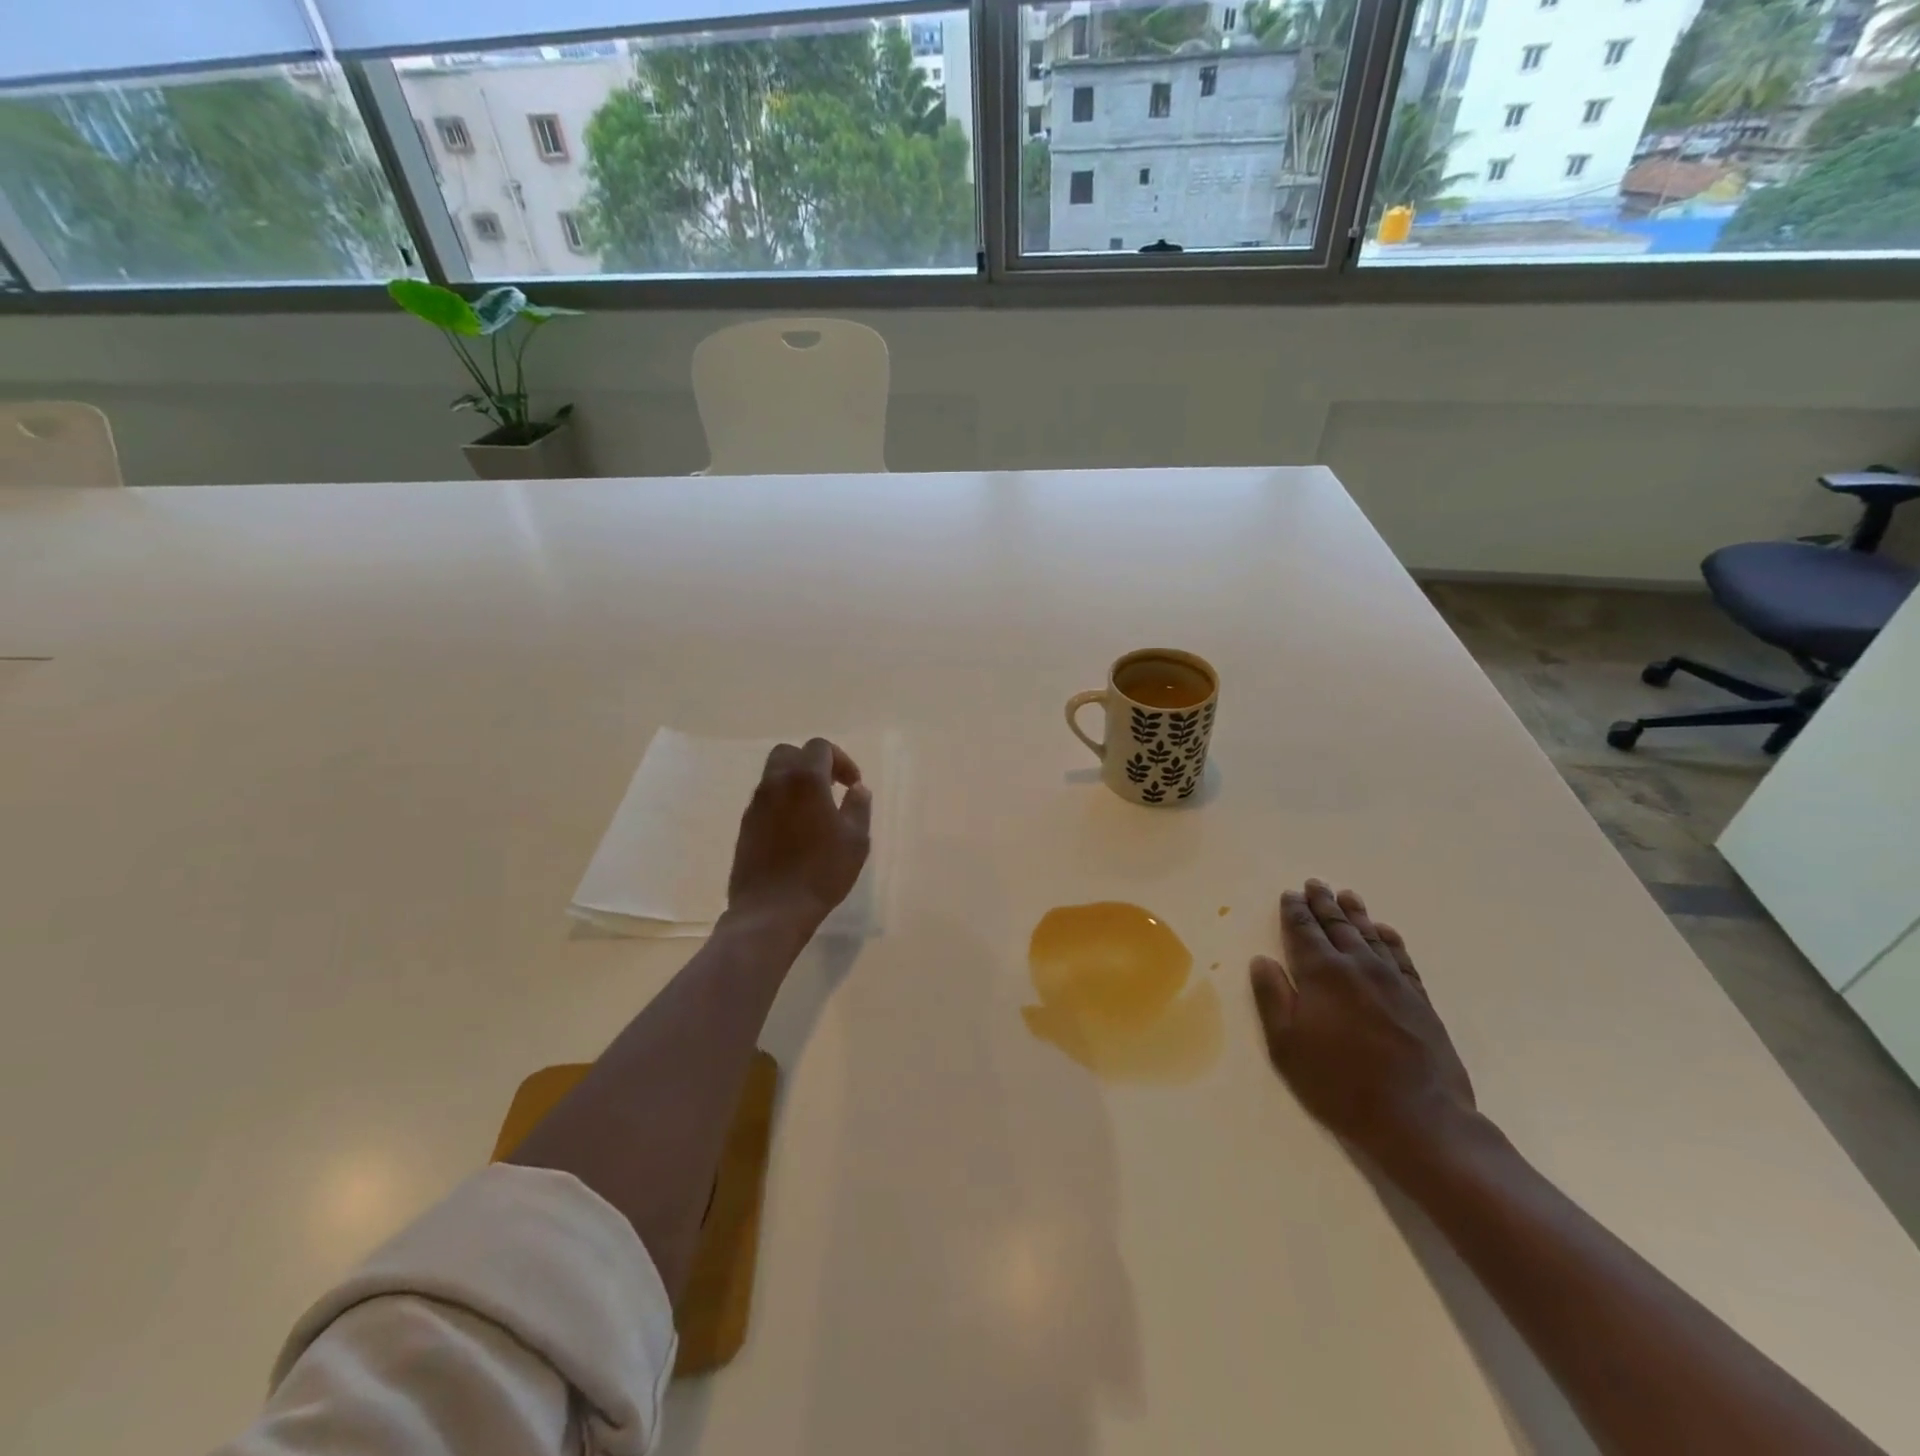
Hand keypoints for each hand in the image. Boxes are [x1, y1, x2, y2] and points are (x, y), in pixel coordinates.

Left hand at [726, 738, 871, 934]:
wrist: (771, 910)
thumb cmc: (821, 872)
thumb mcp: (855, 840)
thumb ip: (858, 807)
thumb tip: (857, 789)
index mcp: (805, 780)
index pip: (819, 747)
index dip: (841, 760)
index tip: (852, 785)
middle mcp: (775, 784)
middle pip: (790, 753)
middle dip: (812, 763)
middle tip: (831, 787)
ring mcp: (755, 805)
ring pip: (773, 776)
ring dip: (795, 783)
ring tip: (815, 811)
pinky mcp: (745, 826)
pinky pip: (765, 800)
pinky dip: (782, 803)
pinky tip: (796, 831)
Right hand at [1250, 881, 1475, 1169]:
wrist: (1419, 1119)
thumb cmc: (1339, 1083)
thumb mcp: (1287, 1045)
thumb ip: (1272, 997)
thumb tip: (1262, 960)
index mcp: (1323, 974)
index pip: (1304, 931)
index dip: (1295, 912)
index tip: (1290, 894)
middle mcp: (1358, 967)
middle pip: (1338, 926)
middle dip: (1323, 904)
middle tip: (1315, 884)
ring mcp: (1394, 983)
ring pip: (1370, 936)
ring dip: (1356, 914)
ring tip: (1347, 895)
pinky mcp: (1420, 1001)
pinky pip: (1402, 958)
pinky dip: (1390, 940)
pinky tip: (1385, 932)